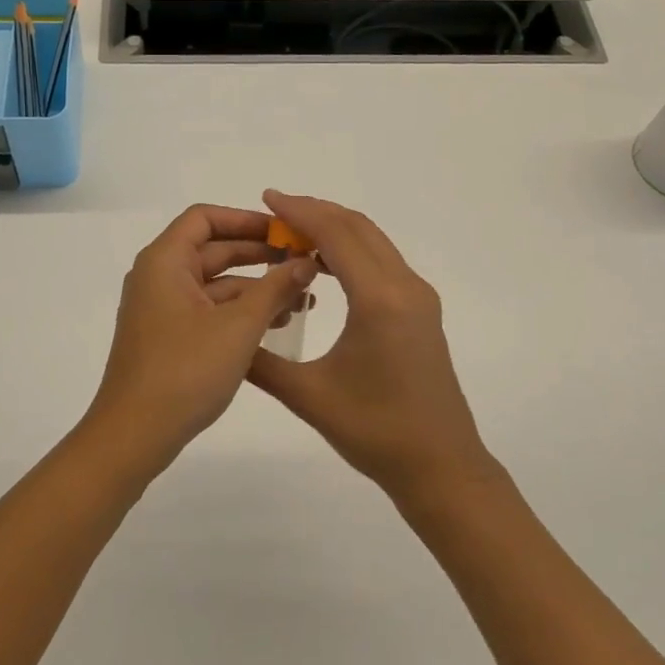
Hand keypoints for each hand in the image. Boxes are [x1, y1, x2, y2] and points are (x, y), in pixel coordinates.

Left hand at [85, 204, 318, 474]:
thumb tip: (306, 262)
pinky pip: (209, 310)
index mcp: (165, 261)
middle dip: (260, 255)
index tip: (284, 232)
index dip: (246, 219)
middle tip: (304, 263)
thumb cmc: (185, 371)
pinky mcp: (168, 337)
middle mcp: (159, 277)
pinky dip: (240, 312)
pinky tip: (276, 324)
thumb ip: (275, 288)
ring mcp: (162, 309)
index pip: (205, 219)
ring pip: (215, 284)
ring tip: (302, 300)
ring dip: (256, 288)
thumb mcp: (239, 327)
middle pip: (213, 250)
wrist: (134, 434)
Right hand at [248, 191, 498, 502]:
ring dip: (335, 229)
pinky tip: (324, 266)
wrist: (440, 466)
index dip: (300, 211)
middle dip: (315, 212)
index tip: (267, 198)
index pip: (336, 235)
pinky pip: (383, 261)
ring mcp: (419, 297)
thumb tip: (224, 336)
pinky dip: (351, 249)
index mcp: (380, 300)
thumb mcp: (308, 397)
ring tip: (293, 234)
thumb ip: (261, 362)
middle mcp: (405, 287)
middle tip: (275, 212)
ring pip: (374, 241)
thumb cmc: (376, 432)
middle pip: (358, 228)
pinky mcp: (422, 310)